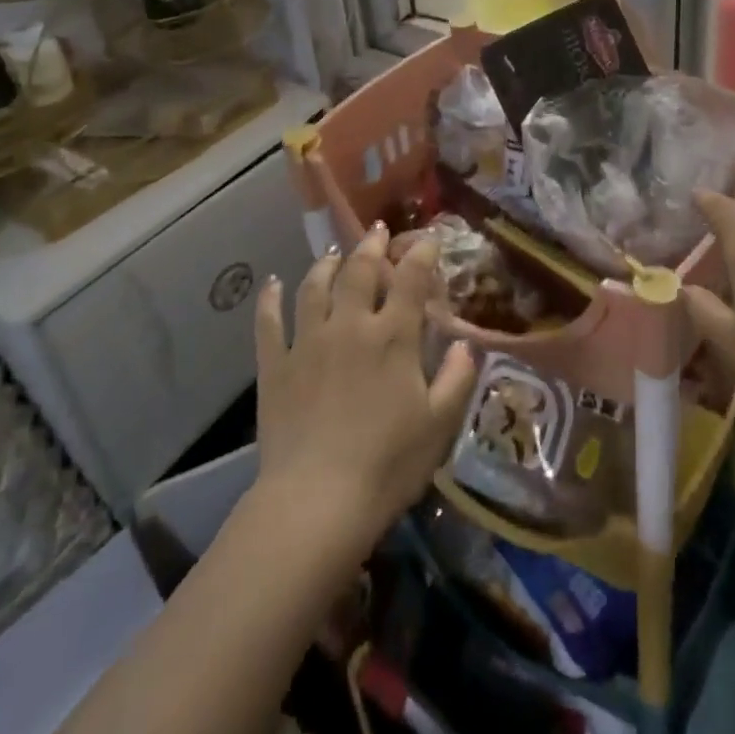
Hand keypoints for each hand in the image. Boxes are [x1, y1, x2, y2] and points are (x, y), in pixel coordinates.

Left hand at [253, 224, 477, 556]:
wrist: (316, 502)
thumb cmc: (387, 464)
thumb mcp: (439, 425)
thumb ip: (456, 378)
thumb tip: (465, 344)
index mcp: (393, 337)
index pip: (411, 279)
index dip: (422, 254)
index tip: (428, 240)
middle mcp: (350, 326)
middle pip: (359, 272)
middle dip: (371, 247)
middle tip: (377, 231)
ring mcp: (308, 342)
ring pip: (314, 287)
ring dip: (326, 265)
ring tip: (333, 253)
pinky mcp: (275, 366)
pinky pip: (269, 323)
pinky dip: (270, 300)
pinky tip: (272, 283)